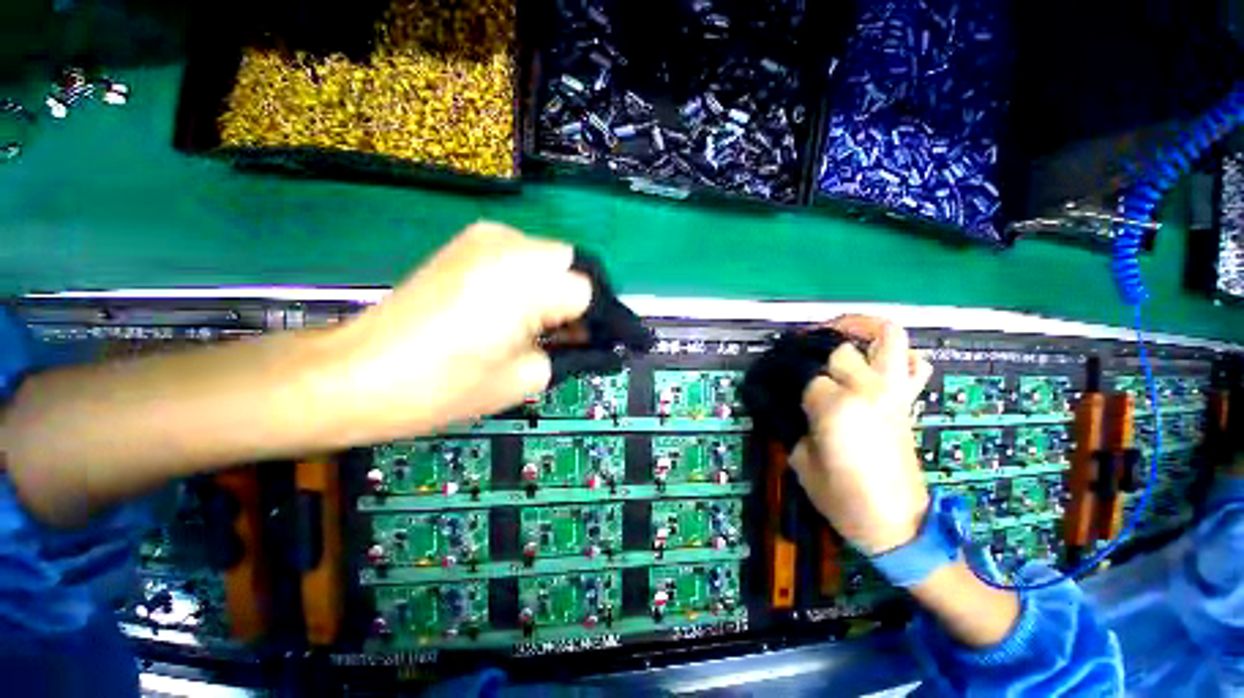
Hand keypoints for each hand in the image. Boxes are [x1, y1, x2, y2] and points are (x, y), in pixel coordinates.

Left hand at [329, 222, 591, 439]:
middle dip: (583, 300)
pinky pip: (522, 258)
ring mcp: (484, 238)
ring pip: (549, 259)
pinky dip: (534, 283)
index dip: (601, 320)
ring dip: (560, 292)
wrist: (357, 375)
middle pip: (573, 265)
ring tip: (551, 329)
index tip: (607, 343)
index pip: (589, 290)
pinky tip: (521, 313)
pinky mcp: (466, 243)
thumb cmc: (446, 387)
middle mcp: (510, 244)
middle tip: (579, 336)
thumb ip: (571, 352)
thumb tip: (594, 343)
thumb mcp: (527, 377)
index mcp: (527, 281)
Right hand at [790, 316, 932, 554]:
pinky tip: (877, 362)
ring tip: (839, 334)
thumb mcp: (800, 458)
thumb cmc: (841, 497)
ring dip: (863, 328)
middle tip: (798, 353)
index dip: (787, 376)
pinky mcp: (908, 402)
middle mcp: (869, 390)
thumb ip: (792, 421)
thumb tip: (784, 399)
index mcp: (836, 407)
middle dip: (816, 349)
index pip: (805, 375)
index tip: (774, 379)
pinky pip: (914, 363)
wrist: (896, 523)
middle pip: (841, 349)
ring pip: (889, 337)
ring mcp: (894, 393)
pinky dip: (898, 354)